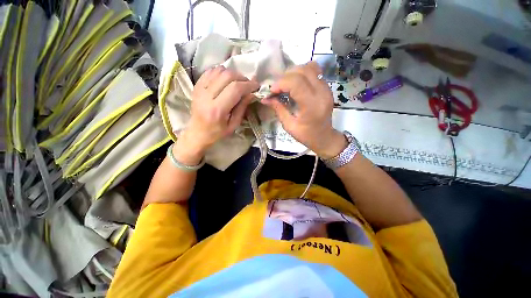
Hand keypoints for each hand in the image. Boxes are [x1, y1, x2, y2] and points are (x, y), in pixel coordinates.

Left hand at [176, 66, 258, 163]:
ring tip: (237, 83)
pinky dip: (222, 73)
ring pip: (219, 70)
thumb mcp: (234, 124)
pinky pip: (211, 71)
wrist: (197, 132)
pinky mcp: (196, 85)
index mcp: (217, 109)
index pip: (235, 89)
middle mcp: (206, 96)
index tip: (256, 86)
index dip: (248, 85)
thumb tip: (251, 93)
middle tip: (247, 84)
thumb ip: (242, 108)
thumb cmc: (217, 132)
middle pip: (227, 76)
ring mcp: (200, 88)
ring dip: (232, 74)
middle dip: (242, 78)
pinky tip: (226, 81)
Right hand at [262, 62, 345, 158]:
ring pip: (310, 67)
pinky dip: (302, 73)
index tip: (272, 91)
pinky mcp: (327, 87)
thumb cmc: (306, 135)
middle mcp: (321, 93)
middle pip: (302, 71)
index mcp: (312, 106)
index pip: (296, 83)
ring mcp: (326, 88)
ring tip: (286, 84)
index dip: (281, 83)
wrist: (324, 137)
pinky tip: (296, 83)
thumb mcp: (289, 126)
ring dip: (294, 72)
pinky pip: (315, 71)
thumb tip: (265, 98)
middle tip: (277, 88)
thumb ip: (278, 109)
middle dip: (285, 77)